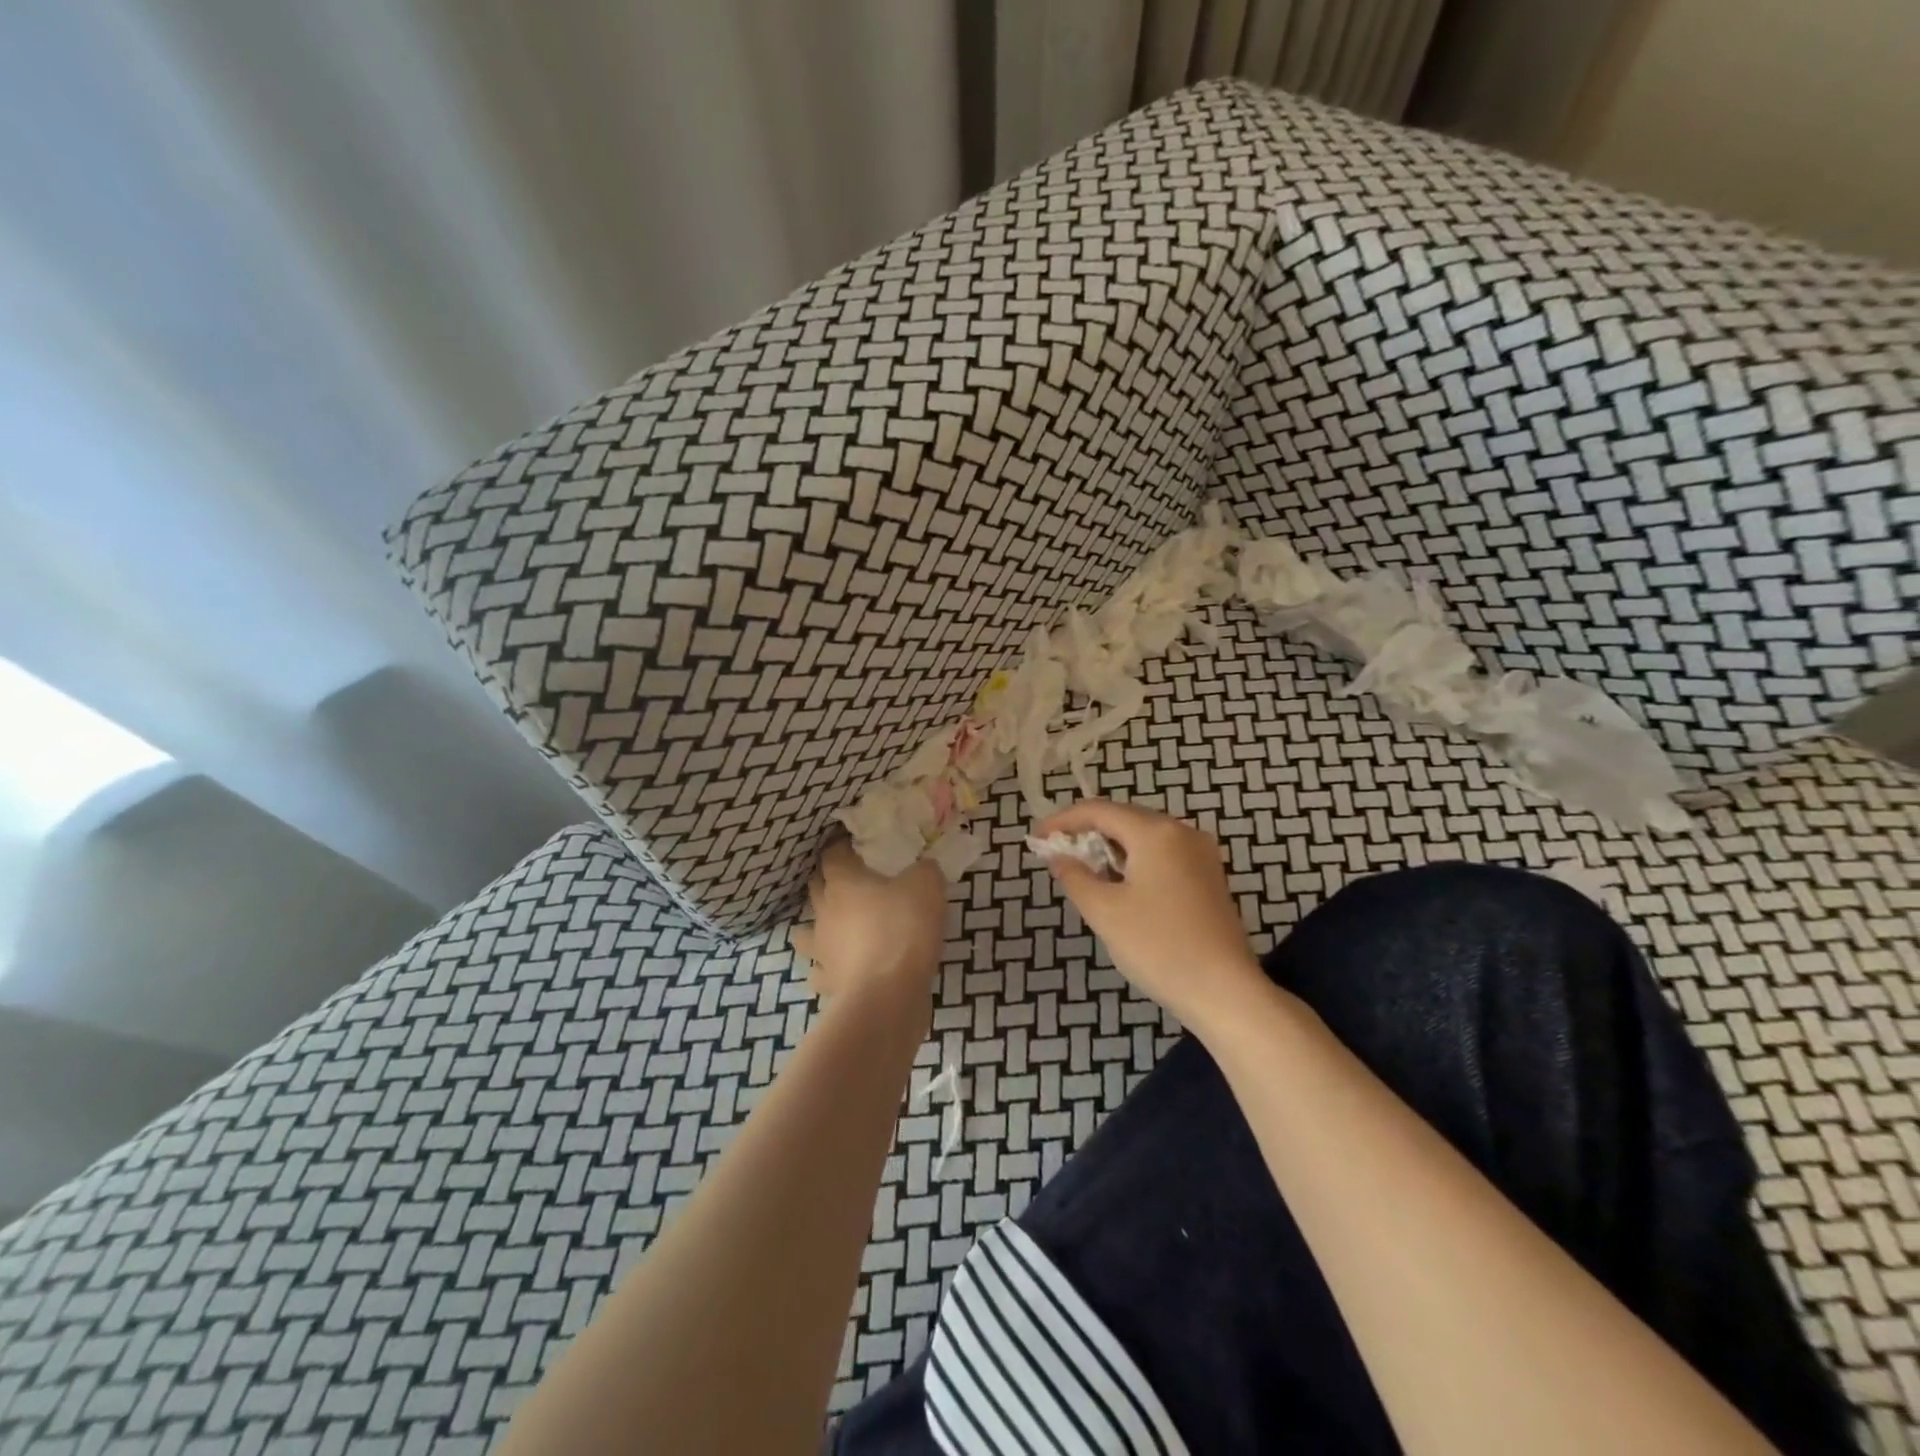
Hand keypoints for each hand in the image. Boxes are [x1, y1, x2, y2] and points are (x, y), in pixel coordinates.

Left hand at [792, 839, 946, 1002]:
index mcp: (843, 881)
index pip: (832, 854)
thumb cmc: (903, 929)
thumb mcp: (927, 886)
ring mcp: (821, 949)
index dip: (842, 847)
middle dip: (829, 881)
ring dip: (818, 926)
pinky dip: (829, 968)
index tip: (857, 846)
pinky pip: (821, 971)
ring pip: (806, 931)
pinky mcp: (828, 982)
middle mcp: (824, 911)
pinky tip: (842, 968)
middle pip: (816, 887)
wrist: (887, 995)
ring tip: (837, 926)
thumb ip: (925, 870)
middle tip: (853, 881)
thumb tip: (924, 867)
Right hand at [1035, 800, 1264, 1029]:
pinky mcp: (1209, 877)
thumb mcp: (1105, 911)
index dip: (1063, 820)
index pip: (1099, 810)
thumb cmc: (1159, 947)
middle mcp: (1182, 832)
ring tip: (1083, 871)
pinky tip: (1120, 885)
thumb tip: (1059, 857)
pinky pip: (1163, 855)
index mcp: (1155, 832)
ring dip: (1111, 848)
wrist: (1225, 992)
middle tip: (1057, 853)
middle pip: (1124, 818)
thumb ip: (1075, 877)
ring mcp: (1201, 854)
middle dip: (1087, 832)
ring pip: (1145, 837)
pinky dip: (1135, 861)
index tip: (1037, 837)